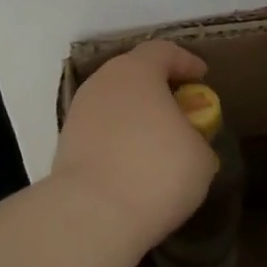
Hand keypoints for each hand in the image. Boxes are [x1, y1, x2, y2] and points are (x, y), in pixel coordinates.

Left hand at [50, 40, 217, 255]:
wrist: (91, 215)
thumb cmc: (156, 171)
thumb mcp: (200, 155)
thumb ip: (194, 135)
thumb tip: (184, 140)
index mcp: (137, 72)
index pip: (162, 51)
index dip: (185, 61)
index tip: (202, 76)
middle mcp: (103, 83)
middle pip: (133, 73)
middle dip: (157, 87)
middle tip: (179, 108)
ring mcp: (79, 113)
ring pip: (113, 102)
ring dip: (135, 114)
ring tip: (156, 139)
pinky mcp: (65, 144)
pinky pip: (100, 130)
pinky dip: (118, 138)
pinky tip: (133, 161)